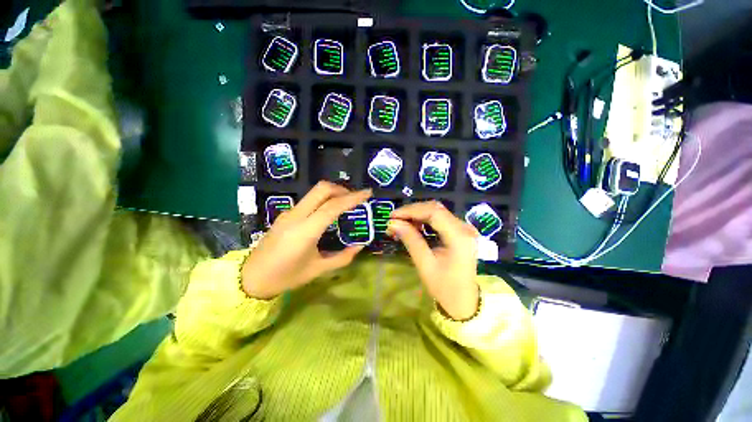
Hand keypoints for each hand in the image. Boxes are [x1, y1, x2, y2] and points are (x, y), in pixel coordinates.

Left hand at [241, 182, 371, 299]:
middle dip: (342, 189)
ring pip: (314, 192)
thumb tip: (360, 245)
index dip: (353, 198)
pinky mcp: (286, 214)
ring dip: (333, 193)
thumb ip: (343, 257)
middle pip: (322, 189)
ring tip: (346, 204)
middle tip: (356, 198)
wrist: (251, 278)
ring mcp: (289, 213)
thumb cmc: (286, 277)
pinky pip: (309, 200)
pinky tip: (329, 212)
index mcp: (305, 231)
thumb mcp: (318, 270)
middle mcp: (296, 216)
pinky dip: (324, 199)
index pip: (333, 206)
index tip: (368, 193)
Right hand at [387, 201, 479, 319]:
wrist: (464, 301)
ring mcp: (463, 229)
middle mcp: (464, 228)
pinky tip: (413, 226)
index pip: (433, 212)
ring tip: (400, 223)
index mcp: (459, 237)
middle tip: (394, 220)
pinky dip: (424, 220)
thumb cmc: (445, 287)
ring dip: (417, 215)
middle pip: (435, 209)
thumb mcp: (425, 265)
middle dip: (412, 211)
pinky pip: (440, 219)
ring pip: (437, 211)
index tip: (392, 216)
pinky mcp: (459, 232)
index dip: (411, 211)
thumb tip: (392, 223)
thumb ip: (411, 240)